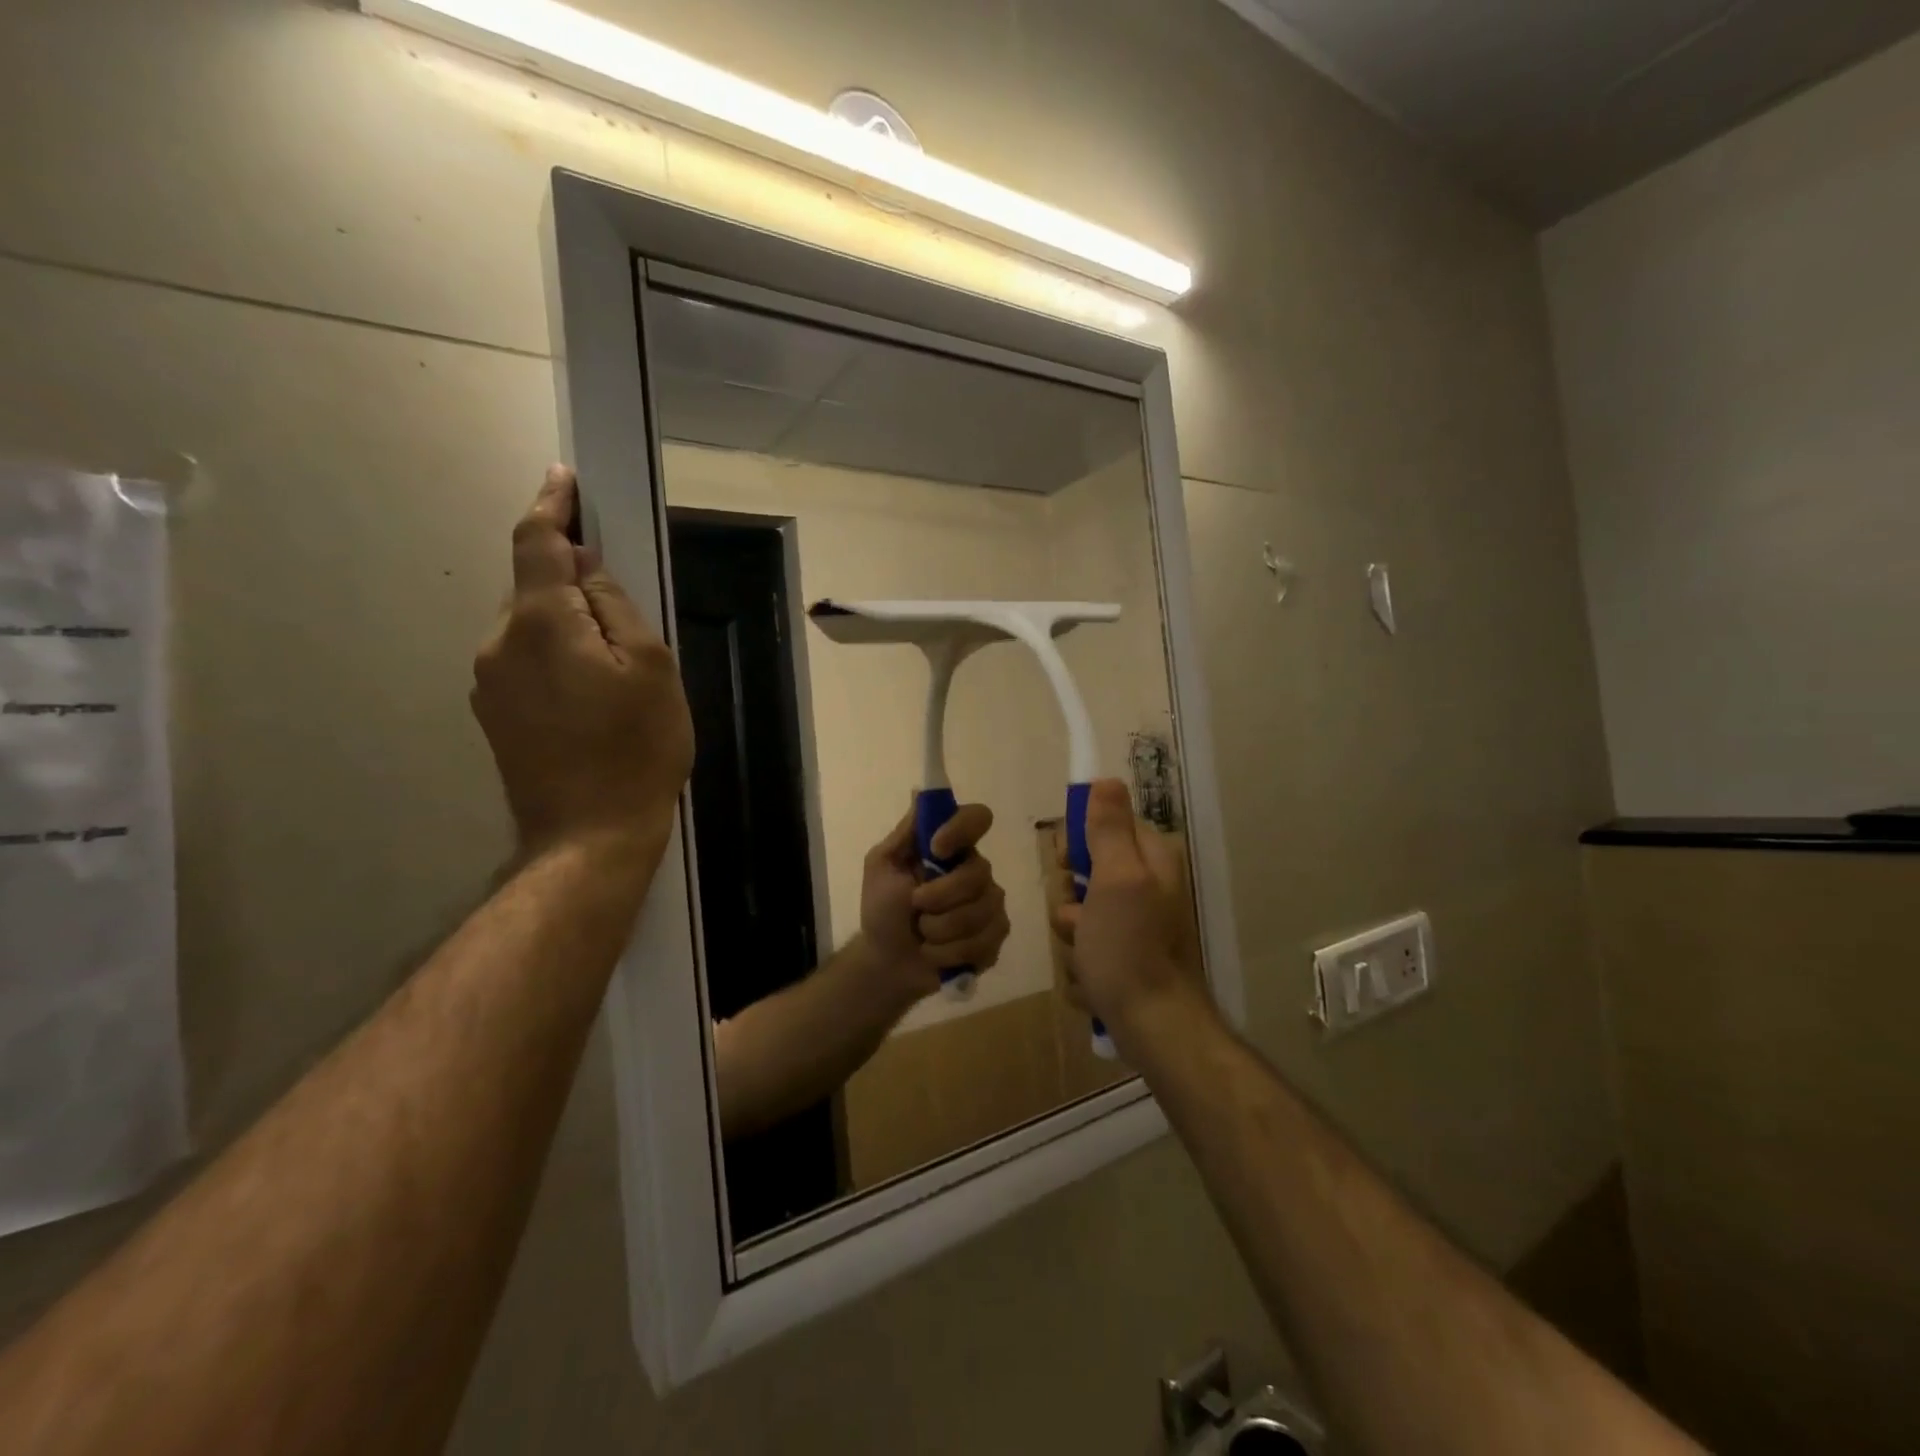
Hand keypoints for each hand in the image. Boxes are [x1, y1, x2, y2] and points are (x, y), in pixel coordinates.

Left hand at [471, 466, 693, 868]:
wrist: (589, 835)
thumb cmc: (637, 748)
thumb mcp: (651, 667)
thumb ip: (615, 606)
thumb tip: (584, 570)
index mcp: (540, 623)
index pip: (536, 543)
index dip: (551, 506)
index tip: (563, 479)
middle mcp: (500, 642)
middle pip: (534, 588)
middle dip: (571, 581)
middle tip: (624, 612)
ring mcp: (489, 682)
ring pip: (531, 628)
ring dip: (567, 627)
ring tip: (616, 670)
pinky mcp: (493, 714)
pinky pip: (526, 662)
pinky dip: (556, 658)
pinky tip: (592, 697)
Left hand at [859, 803, 1009, 1002]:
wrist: (887, 961)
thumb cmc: (882, 909)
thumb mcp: (881, 866)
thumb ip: (905, 833)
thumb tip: (922, 793)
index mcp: (952, 848)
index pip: (977, 818)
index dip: (962, 829)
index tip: (936, 848)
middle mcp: (977, 871)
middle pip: (979, 873)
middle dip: (940, 897)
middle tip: (915, 908)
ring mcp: (990, 905)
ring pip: (982, 911)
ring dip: (941, 930)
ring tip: (923, 936)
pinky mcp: (995, 938)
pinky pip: (986, 941)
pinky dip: (951, 953)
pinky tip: (937, 954)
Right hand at [1050, 779, 1213, 1050]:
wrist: (1152, 1026)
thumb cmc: (1129, 947)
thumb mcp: (1116, 879)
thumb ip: (1108, 830)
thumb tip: (1107, 779)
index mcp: (1151, 858)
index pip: (1104, 823)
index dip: (1078, 841)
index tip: (1067, 863)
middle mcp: (1147, 884)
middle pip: (1088, 867)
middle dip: (1070, 894)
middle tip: (1078, 916)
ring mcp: (1137, 922)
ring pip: (1081, 908)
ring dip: (1072, 930)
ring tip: (1084, 952)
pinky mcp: (1125, 954)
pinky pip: (1087, 942)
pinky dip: (1082, 958)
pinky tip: (1090, 977)